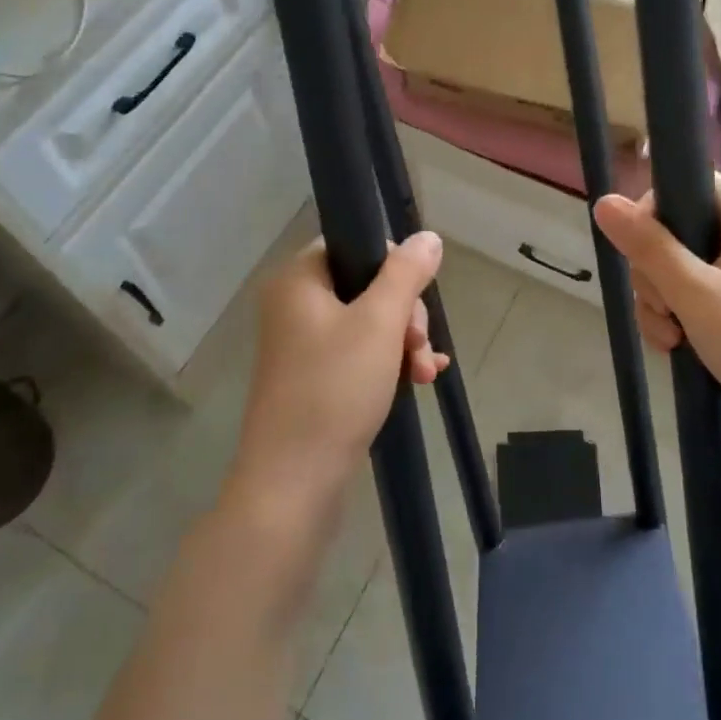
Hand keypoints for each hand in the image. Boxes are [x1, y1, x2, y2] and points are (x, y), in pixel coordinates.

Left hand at [229, 232, 447, 523]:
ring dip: (404, 342)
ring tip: (425, 373)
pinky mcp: (314, 378)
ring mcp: (302, 345)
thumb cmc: (334, 390)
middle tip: (418, 345)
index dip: (392, 265)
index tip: (414, 299)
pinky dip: (390, 362)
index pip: (352, 245)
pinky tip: (422, 380)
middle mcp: (294, 306)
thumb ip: (405, 274)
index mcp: (298, 280)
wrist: (293, 482)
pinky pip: (359, 354)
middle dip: (404, 314)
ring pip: (368, 323)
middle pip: (365, 285)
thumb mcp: (379, 324)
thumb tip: (427, 237)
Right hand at [593, 175, 720, 478]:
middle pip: (679, 227)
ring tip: (670, 338)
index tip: (640, 255)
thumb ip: (647, 246)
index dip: (653, 213)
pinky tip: (677, 346)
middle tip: (664, 309)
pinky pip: (701, 292)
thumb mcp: (694, 294)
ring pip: (683, 265)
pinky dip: (682, 315)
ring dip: (664, 300)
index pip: (687, 182)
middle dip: (655, 271)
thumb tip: (604, 201)